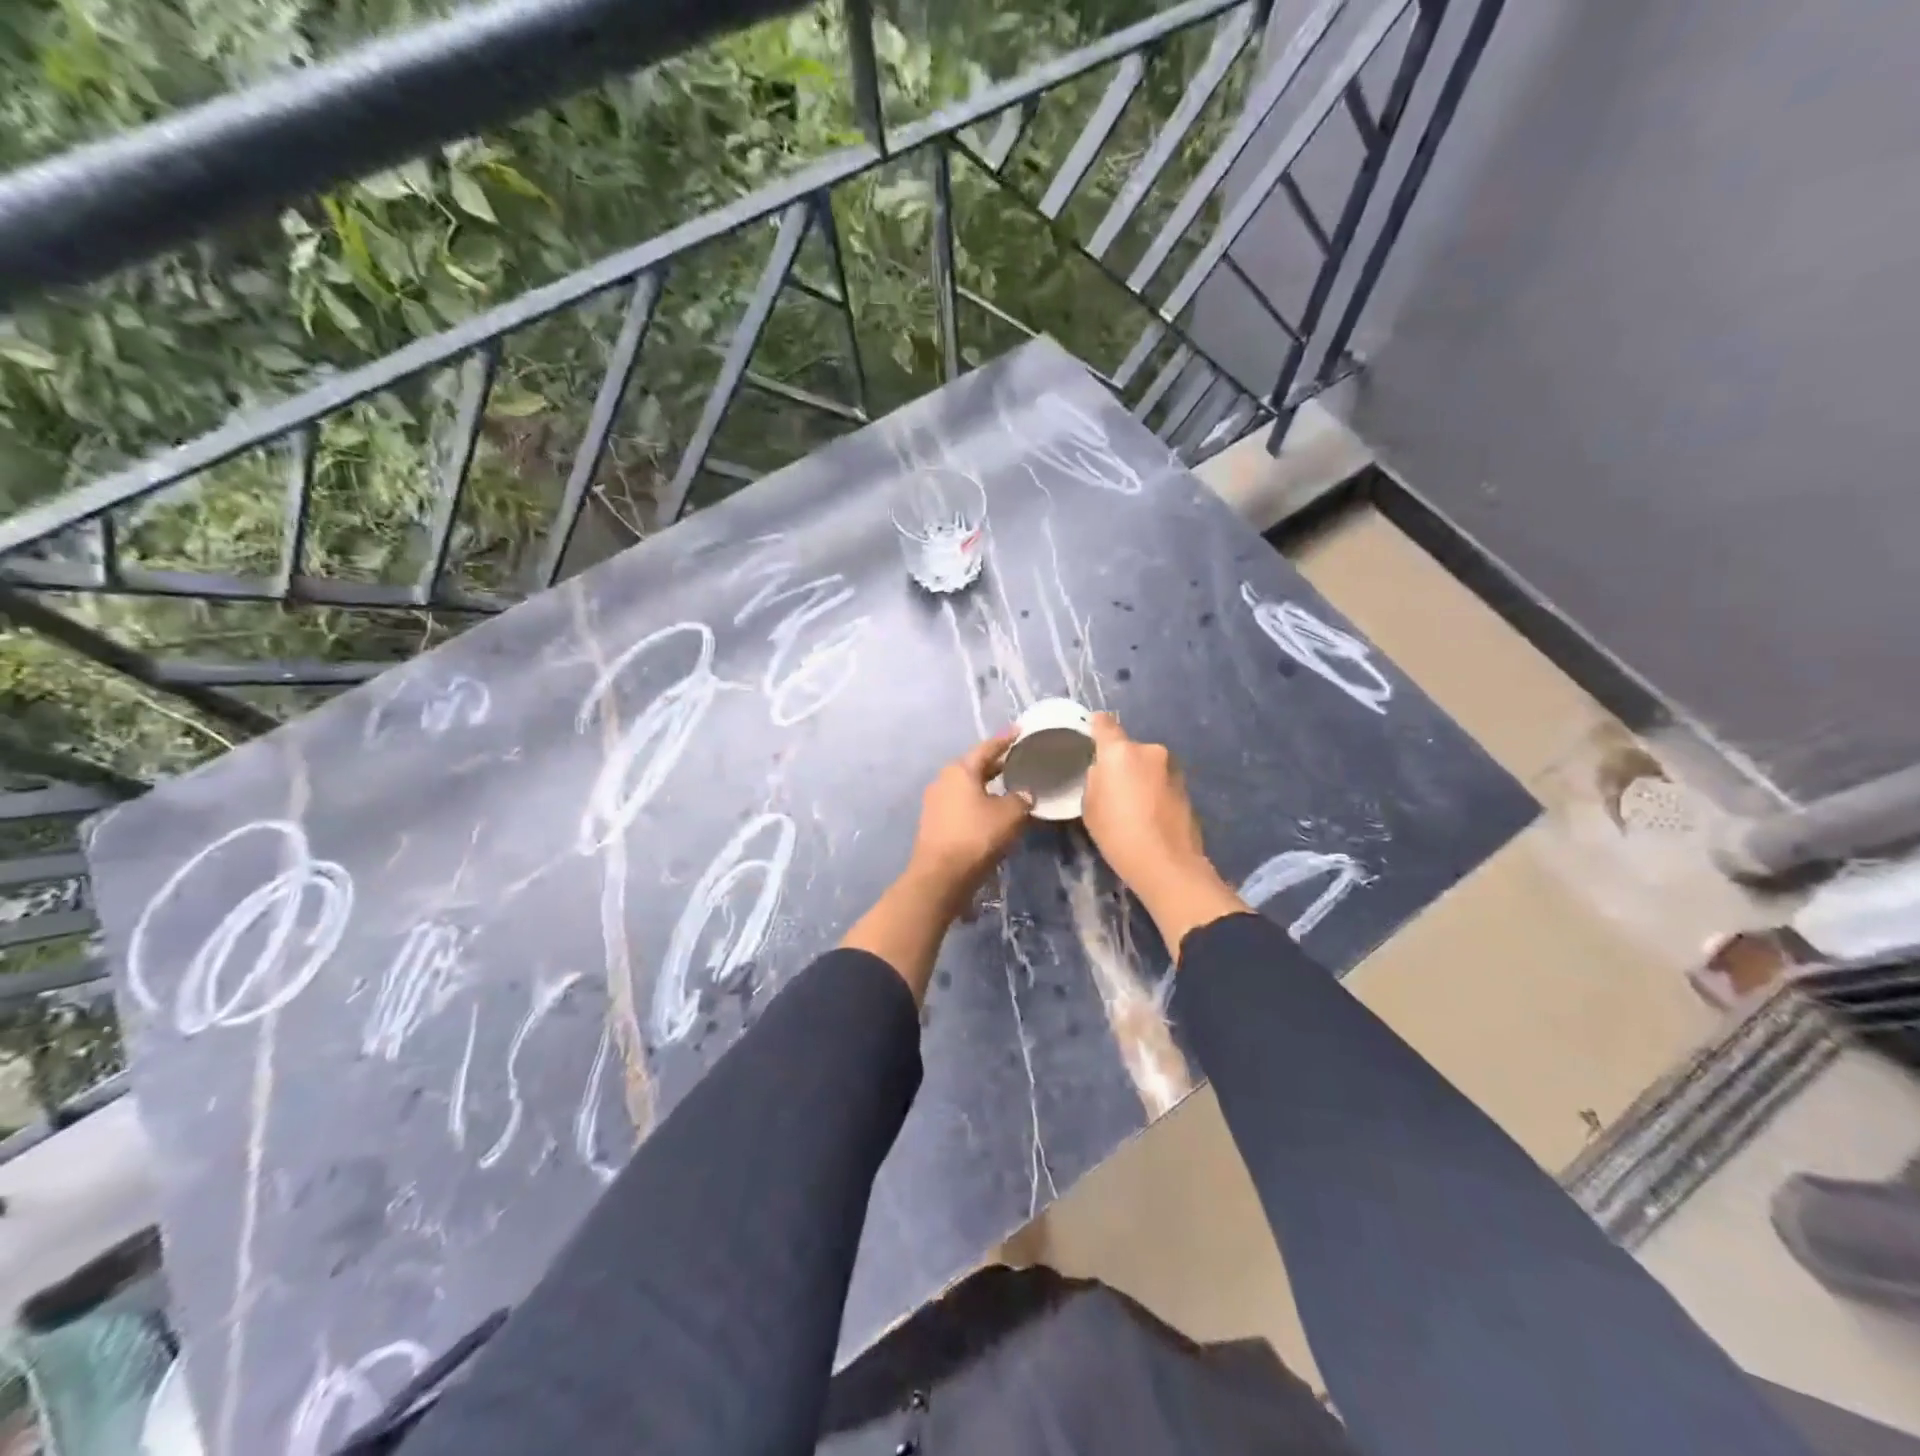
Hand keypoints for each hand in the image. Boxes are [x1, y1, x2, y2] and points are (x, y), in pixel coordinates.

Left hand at [843, 733, 1031, 1001]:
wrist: (941, 876)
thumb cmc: (976, 837)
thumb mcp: (1009, 815)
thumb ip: (1022, 799)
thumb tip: (1026, 794)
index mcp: (960, 770)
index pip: (987, 748)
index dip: (1005, 740)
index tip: (1019, 731)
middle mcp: (944, 780)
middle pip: (975, 767)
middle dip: (997, 764)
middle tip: (1018, 760)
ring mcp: (936, 802)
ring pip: (968, 787)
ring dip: (987, 786)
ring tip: (1010, 786)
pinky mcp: (935, 823)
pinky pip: (962, 805)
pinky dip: (978, 803)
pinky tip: (993, 812)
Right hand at [1082, 713, 1245, 954]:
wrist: (1167, 864)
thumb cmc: (1118, 833)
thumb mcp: (1090, 806)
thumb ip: (1095, 779)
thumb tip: (1104, 771)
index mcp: (1120, 751)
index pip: (1104, 724)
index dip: (1094, 726)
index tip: (1089, 734)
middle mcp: (1150, 750)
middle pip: (1127, 748)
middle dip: (1120, 762)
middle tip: (1111, 787)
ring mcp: (1172, 768)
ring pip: (1147, 764)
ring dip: (1139, 776)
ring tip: (1131, 804)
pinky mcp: (1186, 787)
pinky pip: (1161, 780)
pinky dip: (1154, 790)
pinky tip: (1149, 814)